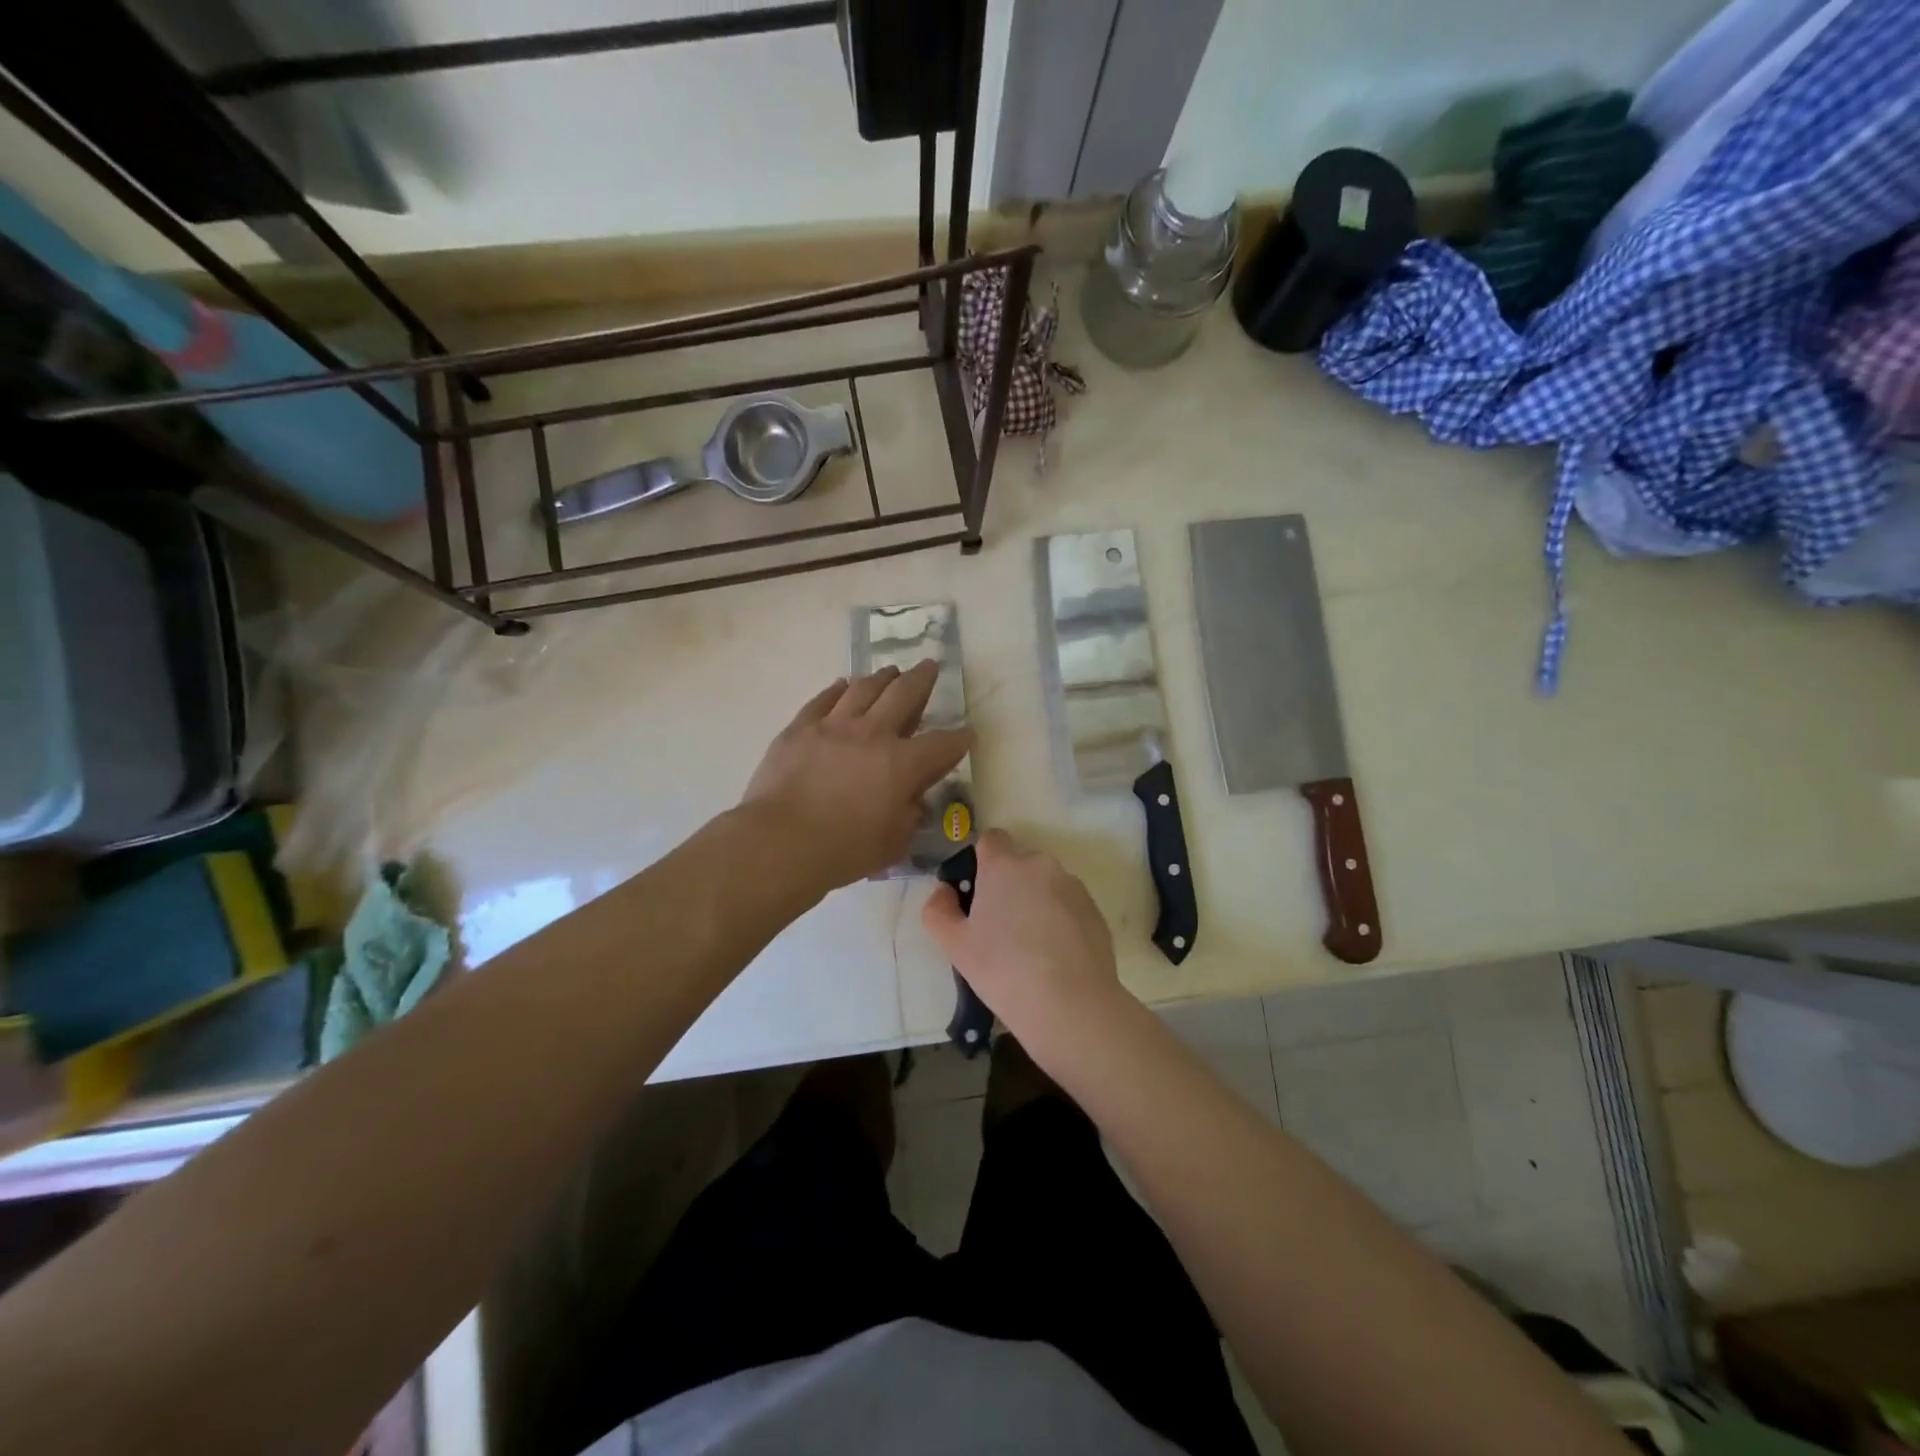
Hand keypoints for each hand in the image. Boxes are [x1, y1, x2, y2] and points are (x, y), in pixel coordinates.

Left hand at [741, 662, 971, 895]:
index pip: (942, 744)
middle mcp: (873, 734)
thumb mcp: (893, 843)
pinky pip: (824, 699)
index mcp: (903, 764)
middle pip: (904, 694)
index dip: (959, 739)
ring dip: (882, 677)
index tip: (968, 733)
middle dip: (923, 679)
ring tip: (890, 672)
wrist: (780, 842)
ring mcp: (834, 725)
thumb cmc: (843, 850)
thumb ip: (909, 816)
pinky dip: (838, 690)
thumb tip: (913, 800)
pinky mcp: (800, 728)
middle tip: (930, 666)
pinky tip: (843, 685)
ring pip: (864, 688)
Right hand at [921, 829, 1121, 1041]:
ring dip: (1035, 902)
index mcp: (1004, 865)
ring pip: (1045, 884)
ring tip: (1030, 947)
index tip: (977, 893)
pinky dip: (1059, 920)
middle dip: (1009, 886)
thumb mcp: (955, 945)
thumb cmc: (1003, 970)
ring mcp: (1072, 886)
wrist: (1070, 1004)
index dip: (982, 861)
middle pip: (1019, 864)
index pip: (991, 839)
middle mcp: (1040, 865)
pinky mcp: (1094, 910)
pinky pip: (1068, 905)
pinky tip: (1054, 956)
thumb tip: (944, 891)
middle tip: (999, 928)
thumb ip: (938, 910)